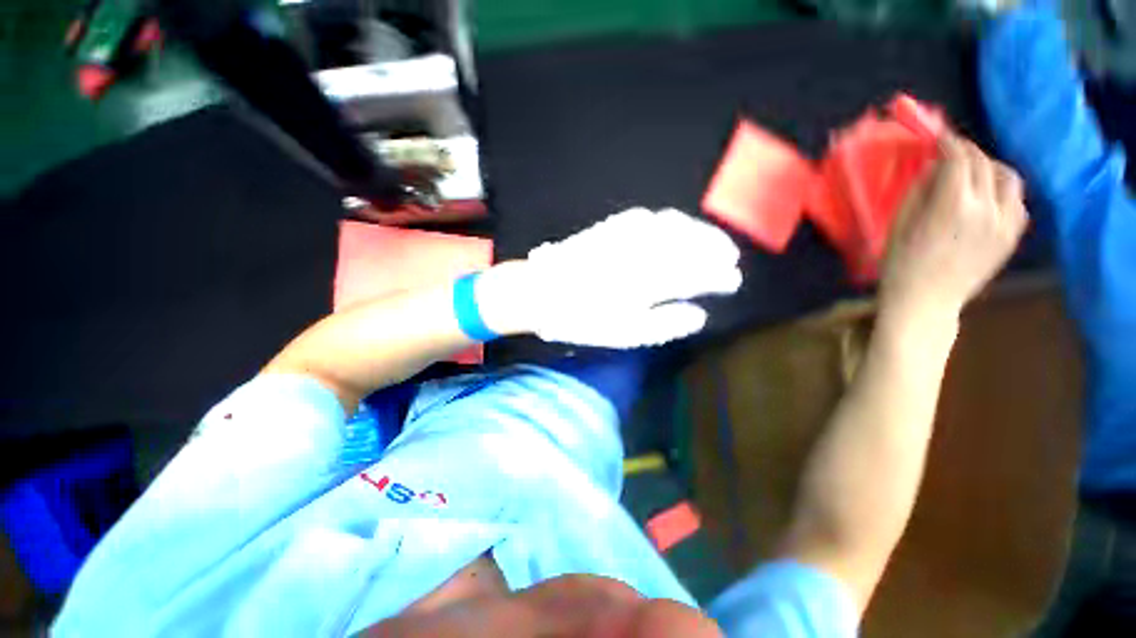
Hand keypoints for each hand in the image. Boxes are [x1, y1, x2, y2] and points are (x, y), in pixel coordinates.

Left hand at [478, 208, 742, 347]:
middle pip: (692, 243)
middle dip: (716, 248)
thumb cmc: (583, 318)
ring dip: (698, 231)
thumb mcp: (626, 333)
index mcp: (652, 279)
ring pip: (675, 225)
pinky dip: (671, 220)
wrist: (541, 290)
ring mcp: (629, 233)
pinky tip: (676, 226)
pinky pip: (650, 216)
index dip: (720, 276)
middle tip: (731, 258)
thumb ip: (666, 323)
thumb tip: (700, 314)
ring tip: (712, 240)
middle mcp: (646, 249)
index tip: (733, 281)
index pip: (699, 274)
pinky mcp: (613, 224)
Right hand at [880, 135, 1027, 322]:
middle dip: (966, 152)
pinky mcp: (1012, 237)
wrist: (926, 303)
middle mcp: (987, 208)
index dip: (949, 143)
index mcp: (953, 205)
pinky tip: (989, 197)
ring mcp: (1005, 223)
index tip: (939, 138)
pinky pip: (1017, 202)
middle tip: (951, 152)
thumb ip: (919, 192)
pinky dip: (1004, 191)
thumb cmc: (901, 266)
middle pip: (983, 164)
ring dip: (990, 167)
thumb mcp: (899, 226)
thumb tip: (933, 167)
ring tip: (974, 172)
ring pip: (1008, 178)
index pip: (959, 159)